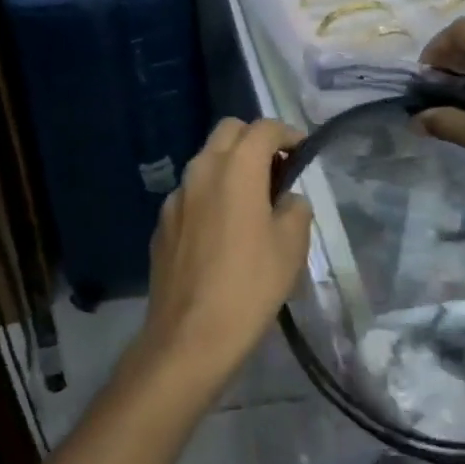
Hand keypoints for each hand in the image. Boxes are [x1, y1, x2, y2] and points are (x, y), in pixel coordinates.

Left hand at [140, 118, 312, 393]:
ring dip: (231, 166)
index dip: (287, 133)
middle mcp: (201, 170)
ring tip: (251, 201)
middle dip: (255, 140)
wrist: (190, 335)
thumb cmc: (250, 285)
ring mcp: (176, 196)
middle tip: (277, 170)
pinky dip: (211, 194)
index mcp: (236, 168)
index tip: (302, 151)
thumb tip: (286, 199)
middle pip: (229, 132)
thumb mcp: (291, 246)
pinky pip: (191, 193)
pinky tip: (222, 230)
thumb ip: (294, 208)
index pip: (263, 128)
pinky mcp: (162, 223)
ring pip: (206, 160)